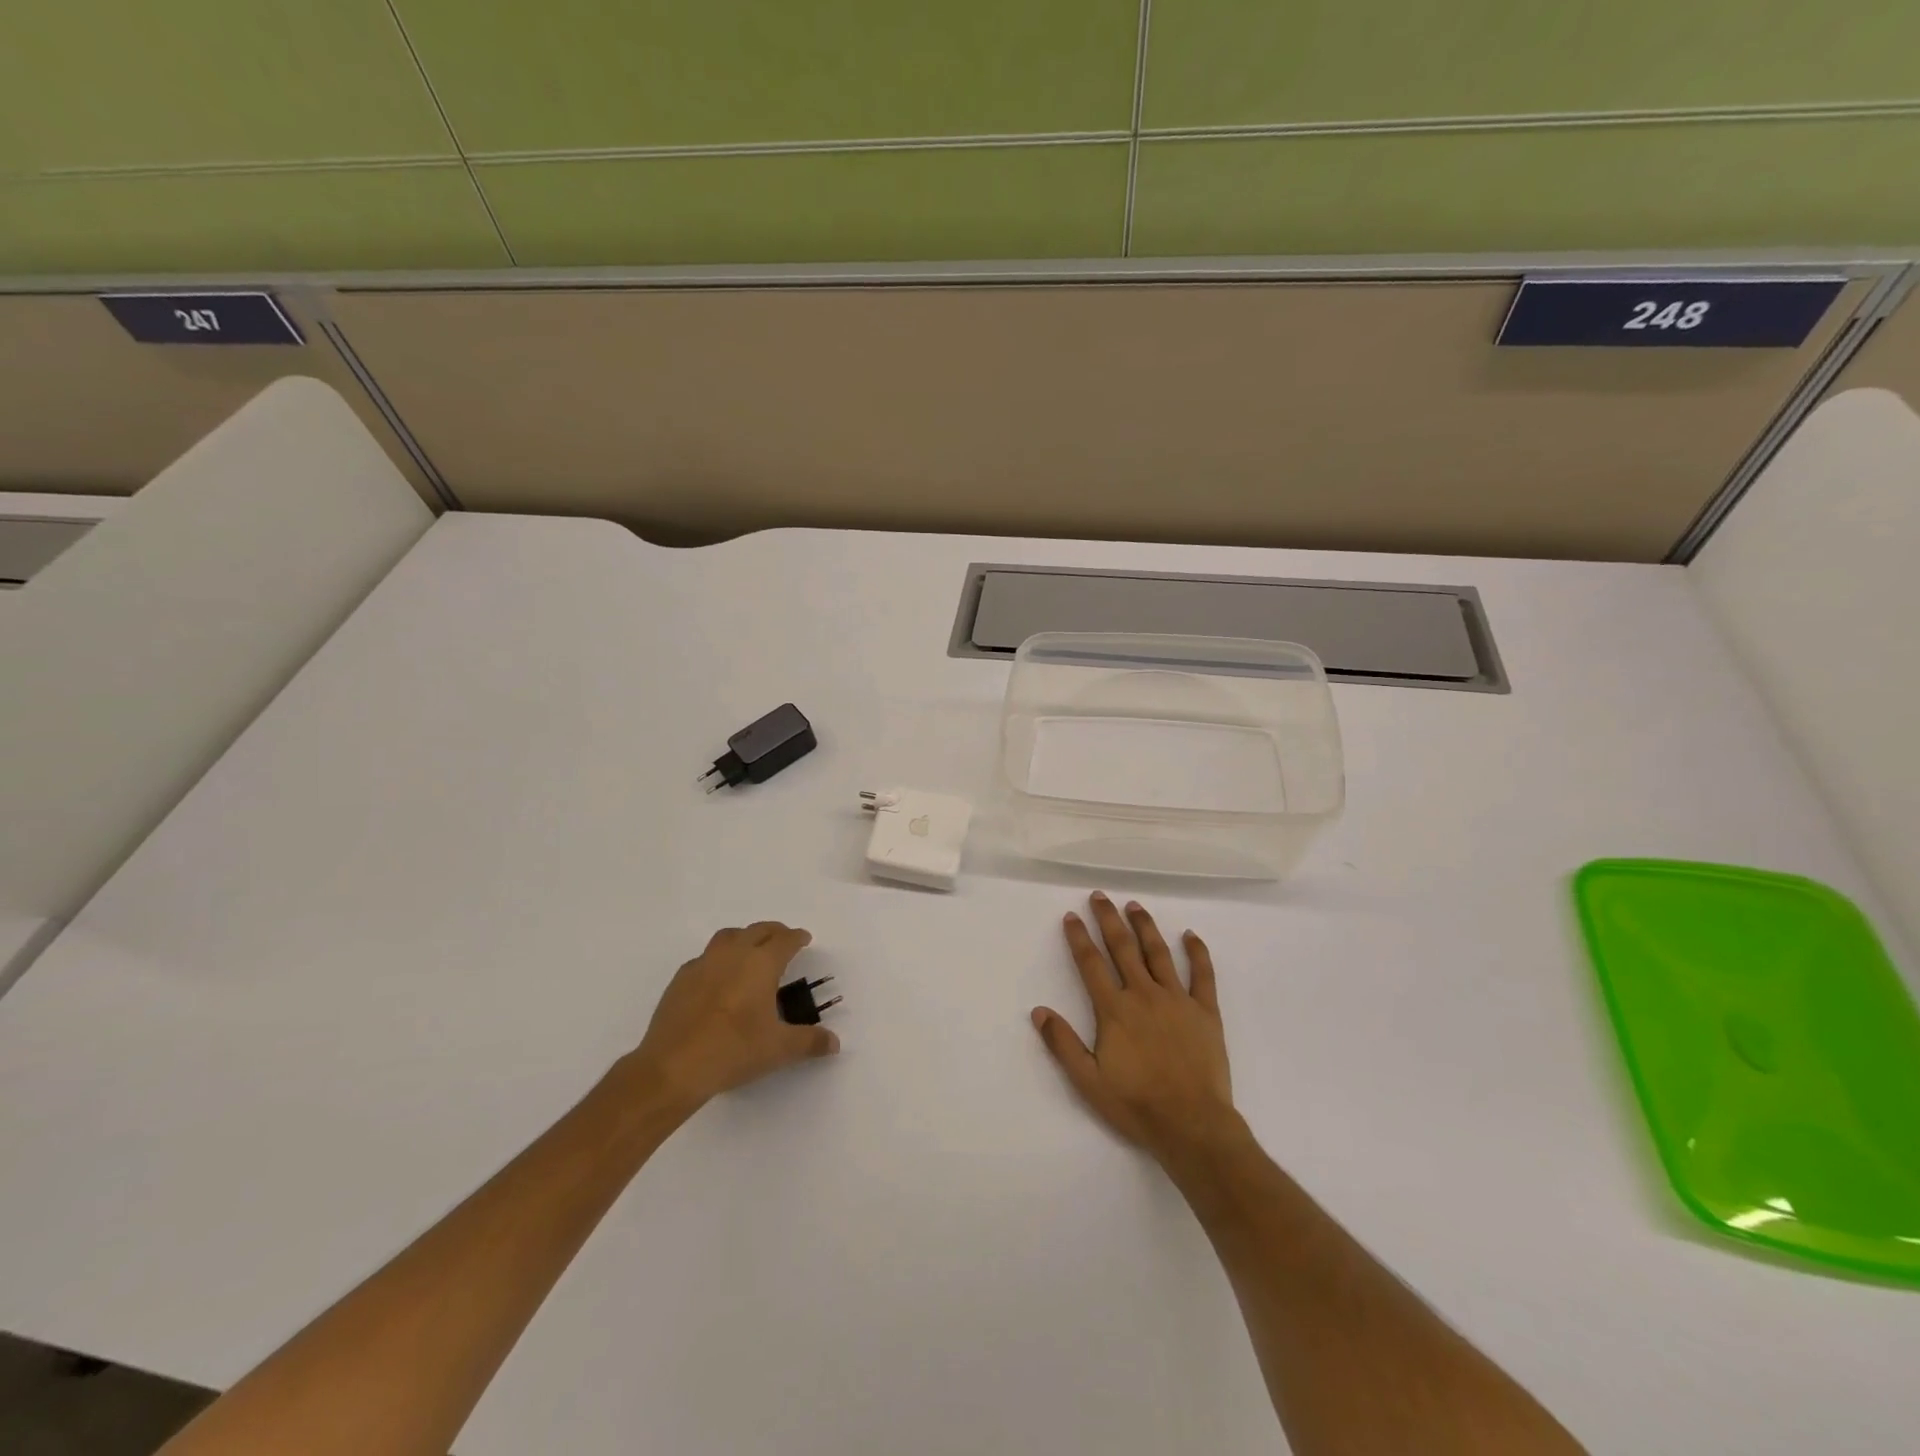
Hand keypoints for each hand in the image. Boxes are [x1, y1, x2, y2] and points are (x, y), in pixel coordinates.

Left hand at [628, 922, 838, 1111]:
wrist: (673, 1067)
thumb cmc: (734, 1050)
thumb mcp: (778, 1049)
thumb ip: (810, 1042)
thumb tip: (834, 1043)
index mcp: (761, 964)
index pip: (785, 940)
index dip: (797, 937)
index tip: (804, 939)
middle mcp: (733, 955)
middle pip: (758, 930)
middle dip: (774, 932)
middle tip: (783, 941)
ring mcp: (703, 964)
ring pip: (728, 937)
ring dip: (744, 938)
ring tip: (751, 952)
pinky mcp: (681, 979)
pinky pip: (705, 958)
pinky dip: (718, 959)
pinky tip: (719, 979)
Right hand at [1032, 894, 1238, 1161]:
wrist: (1193, 1125)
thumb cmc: (1137, 1105)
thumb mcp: (1088, 1081)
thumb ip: (1063, 1044)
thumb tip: (1038, 1011)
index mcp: (1114, 1010)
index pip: (1091, 964)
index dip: (1079, 937)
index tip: (1071, 915)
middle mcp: (1144, 994)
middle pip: (1123, 947)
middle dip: (1108, 919)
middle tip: (1100, 896)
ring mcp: (1177, 1000)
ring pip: (1158, 953)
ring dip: (1145, 926)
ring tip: (1134, 905)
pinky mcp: (1205, 1011)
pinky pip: (1202, 975)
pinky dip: (1197, 952)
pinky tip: (1190, 935)